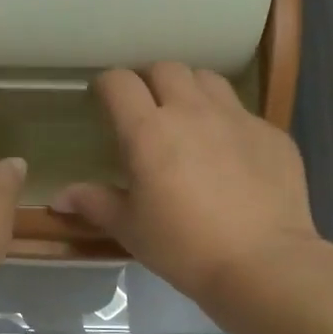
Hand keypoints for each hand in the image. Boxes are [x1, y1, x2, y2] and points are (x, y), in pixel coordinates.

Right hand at [52, 64, 322, 304]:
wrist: (261, 264)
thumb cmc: (182, 246)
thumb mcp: (130, 228)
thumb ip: (95, 203)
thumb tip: (61, 197)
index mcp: (148, 131)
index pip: (119, 83)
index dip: (106, 85)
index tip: (101, 99)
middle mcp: (192, 111)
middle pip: (166, 69)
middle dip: (149, 80)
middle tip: (144, 107)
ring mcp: (237, 118)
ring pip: (207, 80)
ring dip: (189, 90)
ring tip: (186, 117)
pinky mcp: (271, 133)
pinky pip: (242, 111)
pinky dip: (226, 120)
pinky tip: (227, 152)